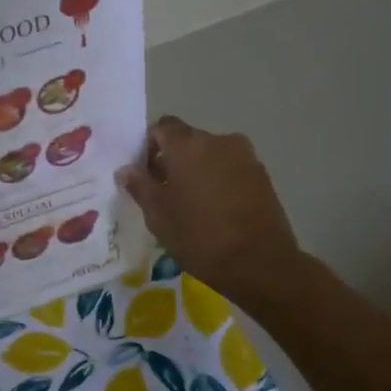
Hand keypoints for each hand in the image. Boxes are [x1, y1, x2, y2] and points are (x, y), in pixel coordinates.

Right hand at [118, 116, 305, 307]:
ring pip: (211, 156)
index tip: (145, 175)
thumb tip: (127, 169)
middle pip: (188, 141)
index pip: (162, 127)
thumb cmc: (198, 235)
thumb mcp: (158, 215)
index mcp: (187, 144)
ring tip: (192, 206)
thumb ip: (140, 186)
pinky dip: (219, 182)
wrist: (259, 262)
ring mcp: (245, 157)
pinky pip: (231, 170)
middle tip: (165, 194)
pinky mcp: (263, 176)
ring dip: (198, 172)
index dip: (149, 147)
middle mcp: (218, 141)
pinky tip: (216, 212)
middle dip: (173, 161)